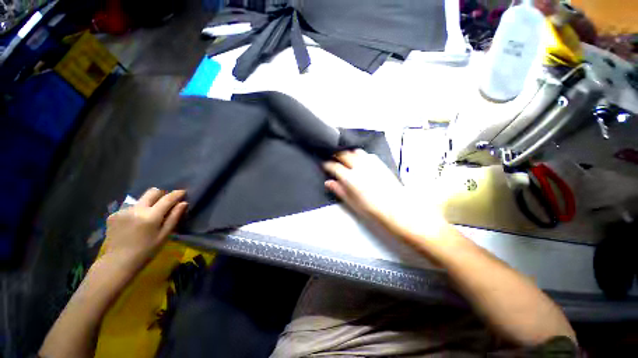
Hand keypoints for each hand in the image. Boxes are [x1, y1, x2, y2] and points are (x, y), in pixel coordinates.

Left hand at [103, 188, 187, 269]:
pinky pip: (130, 208)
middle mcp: (136, 209)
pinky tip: (135, 223)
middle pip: (152, 192)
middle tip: (166, 202)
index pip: (167, 199)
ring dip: (148, 204)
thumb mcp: (164, 235)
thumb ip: (174, 217)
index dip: (177, 194)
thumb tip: (183, 203)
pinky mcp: (113, 214)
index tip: (183, 192)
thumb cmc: (146, 251)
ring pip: (141, 200)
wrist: (118, 263)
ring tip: (148, 216)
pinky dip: (136, 211)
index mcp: (150, 216)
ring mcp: (123, 211)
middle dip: (162, 194)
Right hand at [323, 150, 447, 243]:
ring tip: (345, 158)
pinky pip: (367, 155)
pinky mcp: (380, 164)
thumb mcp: (352, 203)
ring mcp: (371, 164)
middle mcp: (359, 167)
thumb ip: (339, 191)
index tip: (324, 165)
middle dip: (336, 155)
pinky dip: (360, 155)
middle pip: (344, 155)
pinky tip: (360, 161)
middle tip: (333, 159)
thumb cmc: (373, 210)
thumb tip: (328, 182)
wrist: (399, 209)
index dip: (327, 165)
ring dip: (348, 153)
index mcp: (350, 178)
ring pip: (355, 152)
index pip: (334, 167)